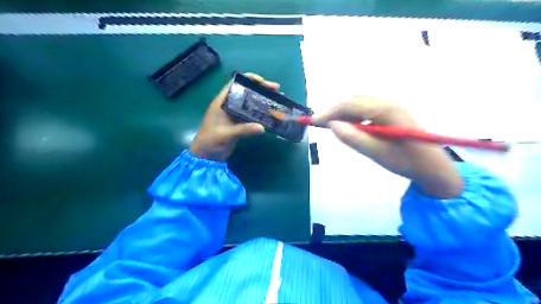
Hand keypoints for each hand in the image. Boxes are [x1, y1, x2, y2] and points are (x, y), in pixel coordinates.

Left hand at [188, 71, 280, 160]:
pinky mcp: (239, 124)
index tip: (262, 81)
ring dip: (263, 101)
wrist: (206, 157)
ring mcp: (235, 115)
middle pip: (246, 92)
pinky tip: (272, 114)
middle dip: (261, 89)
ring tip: (277, 100)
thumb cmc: (210, 141)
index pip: (235, 84)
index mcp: (222, 102)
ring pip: (251, 103)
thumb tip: (262, 128)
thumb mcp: (225, 134)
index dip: (248, 79)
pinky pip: (252, 115)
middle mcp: (229, 106)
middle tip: (276, 90)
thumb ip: (243, 130)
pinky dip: (261, 114)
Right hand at [311, 95, 462, 199]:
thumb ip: (352, 137)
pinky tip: (348, 125)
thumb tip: (332, 125)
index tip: (313, 122)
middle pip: (352, 100)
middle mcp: (386, 100)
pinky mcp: (390, 110)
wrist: (432, 166)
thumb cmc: (405, 161)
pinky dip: (352, 115)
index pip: (349, 104)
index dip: (328, 112)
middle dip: (333, 110)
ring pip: (357, 102)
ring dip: (342, 112)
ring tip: (331, 126)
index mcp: (384, 108)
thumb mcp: (376, 152)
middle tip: (319, 124)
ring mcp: (389, 104)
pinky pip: (365, 107)